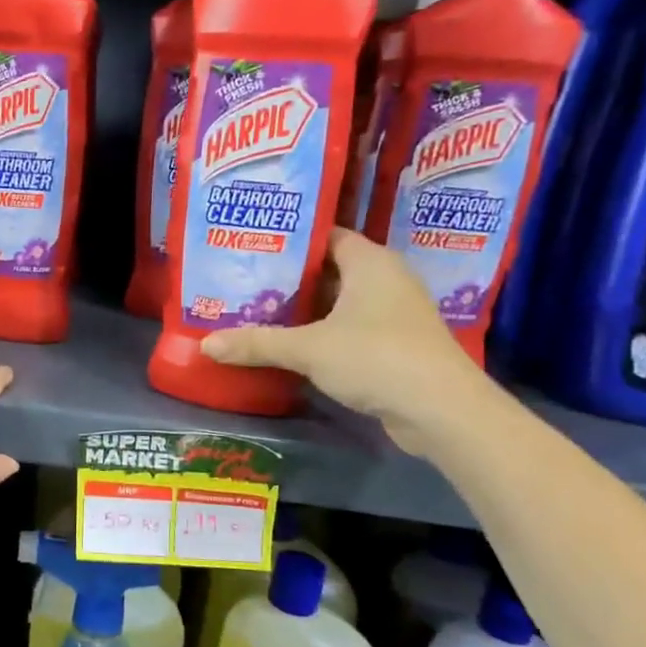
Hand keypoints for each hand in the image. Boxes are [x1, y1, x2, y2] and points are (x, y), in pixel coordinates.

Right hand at [199, 228, 485, 452]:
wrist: (441, 411)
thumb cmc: (376, 358)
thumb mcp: (308, 349)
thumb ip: (257, 343)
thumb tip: (204, 345)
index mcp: (370, 262)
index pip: (326, 235)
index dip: (291, 240)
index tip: (252, 247)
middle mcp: (386, 279)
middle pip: (330, 269)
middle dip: (290, 278)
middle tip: (245, 281)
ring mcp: (395, 313)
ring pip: (340, 301)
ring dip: (306, 309)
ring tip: (259, 310)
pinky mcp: (396, 344)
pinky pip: (350, 327)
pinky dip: (323, 332)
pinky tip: (292, 344)